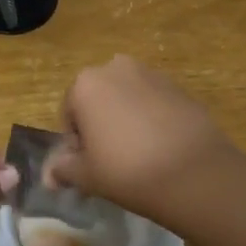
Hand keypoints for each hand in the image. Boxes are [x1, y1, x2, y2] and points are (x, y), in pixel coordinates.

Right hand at [44, 55, 241, 221]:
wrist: (195, 173)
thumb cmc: (127, 170)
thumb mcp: (86, 176)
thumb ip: (63, 170)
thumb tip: (50, 176)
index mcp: (85, 84)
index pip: (69, 114)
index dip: (76, 143)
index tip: (89, 166)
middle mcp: (115, 68)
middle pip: (98, 99)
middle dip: (100, 124)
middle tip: (112, 160)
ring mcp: (151, 74)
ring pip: (127, 98)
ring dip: (126, 119)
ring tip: (139, 155)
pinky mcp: (180, 87)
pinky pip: (155, 103)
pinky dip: (152, 119)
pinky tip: (162, 148)